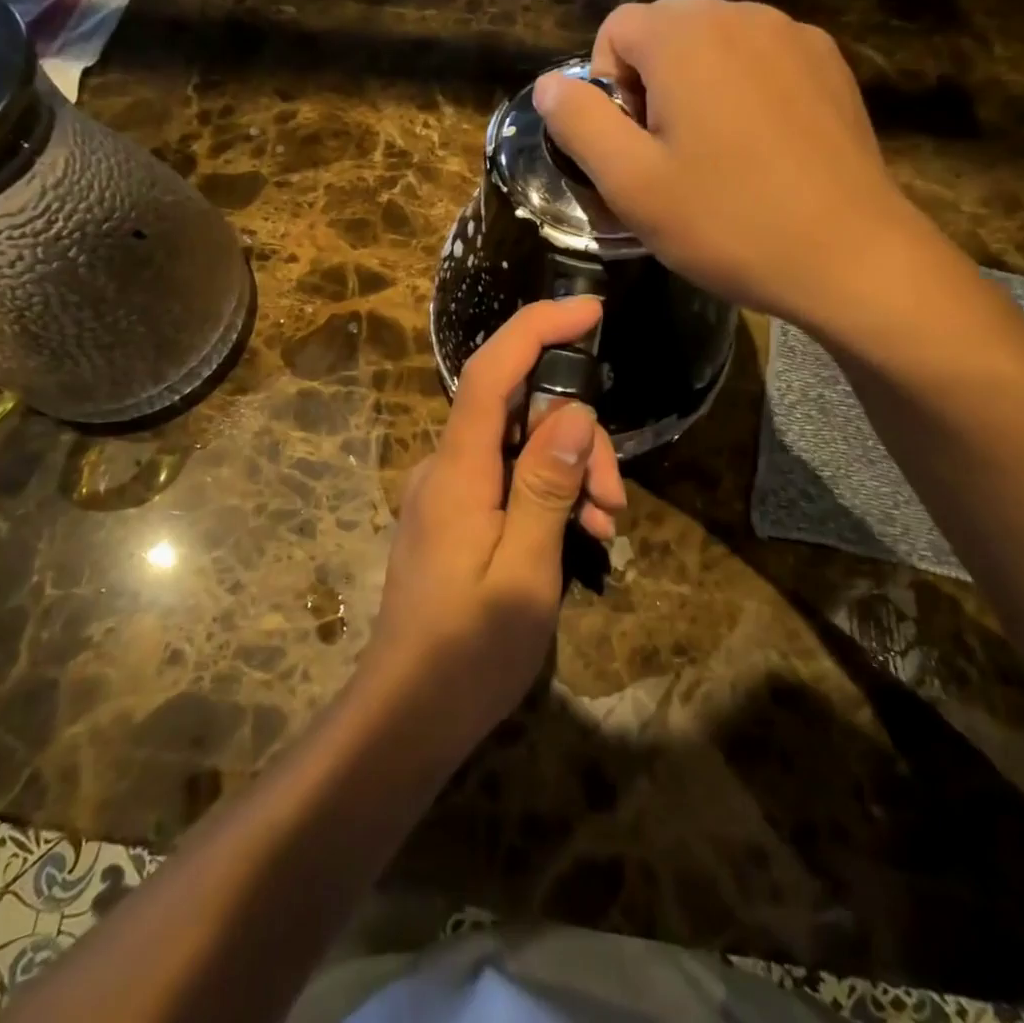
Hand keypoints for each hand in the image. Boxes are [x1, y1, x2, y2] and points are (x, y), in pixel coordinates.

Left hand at [362, 299, 625, 757]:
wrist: (408, 713)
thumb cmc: (469, 651)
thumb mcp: (526, 571)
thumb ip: (546, 486)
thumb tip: (572, 411)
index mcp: (458, 469)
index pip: (492, 372)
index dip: (537, 329)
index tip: (591, 311)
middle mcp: (448, 465)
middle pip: (521, 410)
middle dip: (579, 437)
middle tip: (615, 503)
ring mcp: (451, 489)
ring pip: (523, 444)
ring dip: (572, 472)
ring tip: (605, 529)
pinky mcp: (459, 512)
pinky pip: (511, 476)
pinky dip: (550, 493)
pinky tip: (580, 533)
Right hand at [533, 0, 930, 329]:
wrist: (848, 256)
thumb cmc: (726, 221)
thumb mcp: (630, 183)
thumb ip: (579, 123)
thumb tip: (550, 85)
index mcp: (687, 36)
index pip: (614, 29)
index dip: (606, 90)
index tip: (631, 149)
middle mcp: (743, 16)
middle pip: (665, 32)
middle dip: (650, 86)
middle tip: (668, 159)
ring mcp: (795, 37)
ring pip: (715, 47)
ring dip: (696, 90)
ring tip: (715, 160)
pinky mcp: (829, 67)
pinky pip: (761, 63)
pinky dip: (742, 94)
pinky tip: (761, 153)